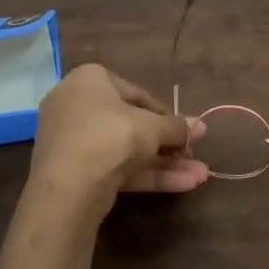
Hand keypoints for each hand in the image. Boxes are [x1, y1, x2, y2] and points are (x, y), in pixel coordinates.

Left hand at [32, 64, 209, 199]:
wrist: (67, 188)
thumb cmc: (110, 136)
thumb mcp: (152, 127)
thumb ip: (177, 127)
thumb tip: (201, 127)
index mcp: (89, 80)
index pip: (136, 94)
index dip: (167, 114)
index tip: (188, 131)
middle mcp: (76, 105)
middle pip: (132, 125)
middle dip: (168, 144)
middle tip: (194, 155)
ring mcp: (73, 141)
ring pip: (126, 150)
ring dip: (164, 163)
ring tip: (200, 176)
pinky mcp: (74, 172)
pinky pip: (116, 167)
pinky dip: (147, 175)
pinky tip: (183, 185)